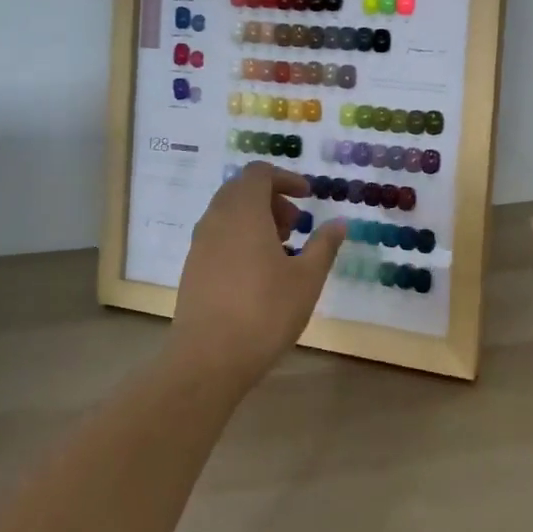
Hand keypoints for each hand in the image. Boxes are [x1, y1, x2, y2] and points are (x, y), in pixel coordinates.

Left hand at [172, 161, 346, 389]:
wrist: (208, 359)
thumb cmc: (265, 312)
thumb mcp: (307, 278)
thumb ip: (324, 245)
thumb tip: (339, 222)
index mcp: (244, 212)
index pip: (259, 173)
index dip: (286, 178)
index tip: (308, 197)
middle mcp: (216, 219)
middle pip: (242, 190)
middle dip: (272, 199)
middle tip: (296, 225)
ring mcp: (200, 244)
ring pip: (228, 214)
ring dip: (256, 219)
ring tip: (282, 251)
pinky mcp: (193, 268)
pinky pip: (218, 236)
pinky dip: (241, 238)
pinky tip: (259, 273)